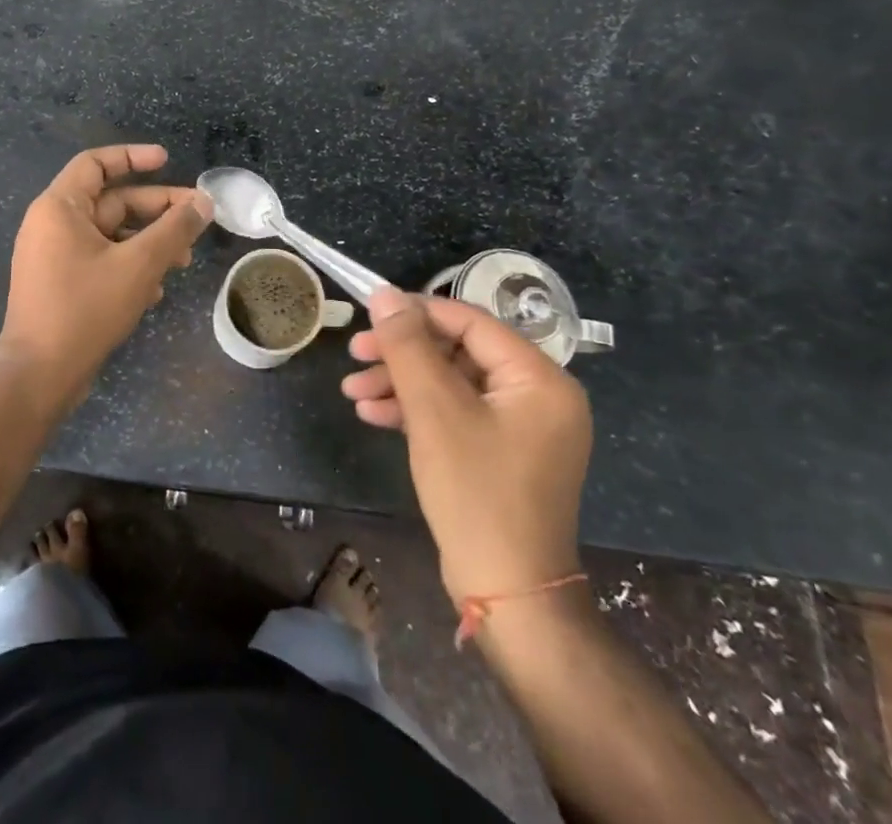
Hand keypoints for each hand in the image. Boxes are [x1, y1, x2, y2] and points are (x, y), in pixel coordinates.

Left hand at [0, 145, 211, 411]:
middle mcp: (52, 225)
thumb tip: (204, 203)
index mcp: (59, 207)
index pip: (96, 163)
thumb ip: (174, 229)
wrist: (39, 376)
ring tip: (183, 261)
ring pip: (111, 235)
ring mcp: (54, 256)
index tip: (167, 161)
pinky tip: (155, 291)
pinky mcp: (61, 284)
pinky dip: (130, 266)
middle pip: (111, 201)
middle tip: (197, 219)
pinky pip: (101, 260)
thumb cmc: (85, 309)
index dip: (133, 157)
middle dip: (156, 210)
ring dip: (149, 243)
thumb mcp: (139, 264)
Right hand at [342, 288, 591, 604]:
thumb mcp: (434, 411)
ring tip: (352, 390)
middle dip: (402, 355)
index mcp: (538, 378)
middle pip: (458, 352)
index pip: (471, 322)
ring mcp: (521, 428)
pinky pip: (457, 415)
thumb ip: (408, 346)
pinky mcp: (502, 454)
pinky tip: (373, 415)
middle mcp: (538, 396)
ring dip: (401, 384)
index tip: (370, 315)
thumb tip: (385, 294)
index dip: (417, 313)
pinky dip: (417, 412)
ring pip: (451, 384)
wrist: (507, 596)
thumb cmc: (476, 493)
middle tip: (355, 354)